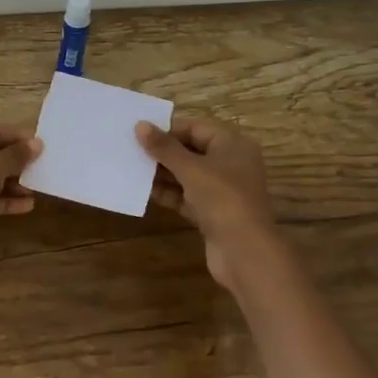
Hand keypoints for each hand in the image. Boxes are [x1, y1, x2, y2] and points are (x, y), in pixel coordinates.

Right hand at [137, 116, 280, 288]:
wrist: (245, 252)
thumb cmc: (222, 198)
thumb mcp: (190, 169)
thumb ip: (164, 147)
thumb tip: (140, 125)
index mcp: (233, 144)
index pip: (197, 127)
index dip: (170, 129)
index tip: (141, 134)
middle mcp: (231, 163)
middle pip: (192, 150)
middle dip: (164, 153)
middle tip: (133, 151)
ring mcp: (223, 190)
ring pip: (189, 175)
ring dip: (164, 174)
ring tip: (134, 170)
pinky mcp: (214, 213)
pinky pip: (188, 197)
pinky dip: (171, 194)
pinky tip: (147, 192)